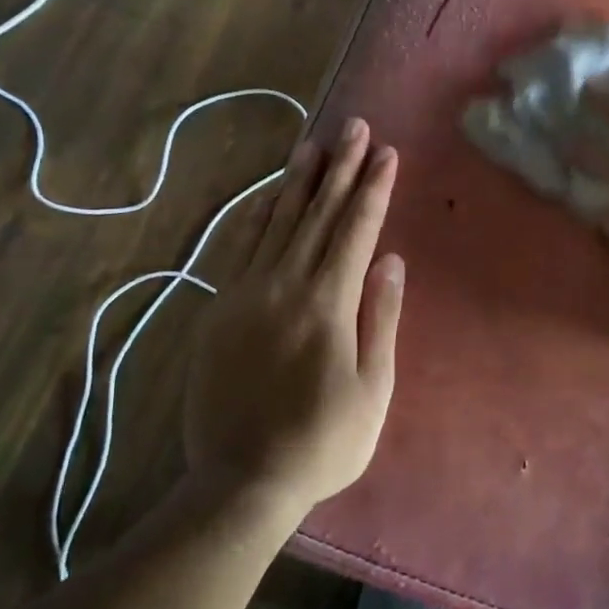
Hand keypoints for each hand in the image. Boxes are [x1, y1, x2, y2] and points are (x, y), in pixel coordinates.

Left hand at [182, 118, 403, 516]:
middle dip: (340, 168)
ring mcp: (245, 294)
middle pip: (317, 215)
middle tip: (355, 128)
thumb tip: (389, 260)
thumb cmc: (322, 441)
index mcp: (327, 304)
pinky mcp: (219, 309)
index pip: (355, 231)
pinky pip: (240, 247)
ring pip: (276, 223)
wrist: (241, 480)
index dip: (373, 189)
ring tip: (315, 144)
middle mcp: (283, 286)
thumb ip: (379, 318)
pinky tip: (268, 195)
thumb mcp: (373, 389)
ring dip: (298, 181)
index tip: (387, 153)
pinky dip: (257, 215)